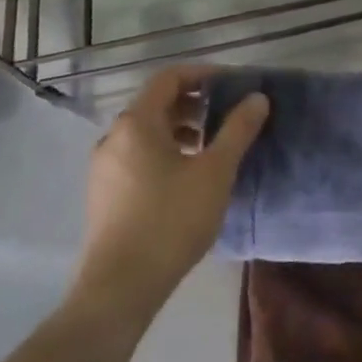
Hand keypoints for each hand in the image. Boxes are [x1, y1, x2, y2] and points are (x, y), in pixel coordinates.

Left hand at [70, 66, 269, 315]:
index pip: (169, 78)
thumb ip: (238, 130)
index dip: (203, 74)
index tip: (233, 84)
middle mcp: (113, 137)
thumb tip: (258, 98)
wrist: (120, 287)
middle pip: (156, 103)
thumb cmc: (171, 220)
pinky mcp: (103, 193)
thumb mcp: (215, 171)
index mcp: (137, 123)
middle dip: (194, 103)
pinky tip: (187, 176)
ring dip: (180, 128)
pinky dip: (164, 150)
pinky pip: (136, 155)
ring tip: (211, 146)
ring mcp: (104, 167)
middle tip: (227, 115)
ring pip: (146, 131)